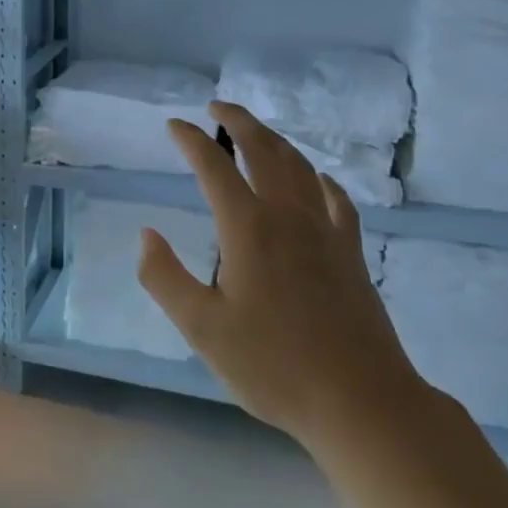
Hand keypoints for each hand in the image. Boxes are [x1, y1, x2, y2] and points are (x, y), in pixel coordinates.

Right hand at [136, 101, 423, 459]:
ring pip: (300, 167)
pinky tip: (316, 180)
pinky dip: (319, 179)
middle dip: (239, 121)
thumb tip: (146, 235)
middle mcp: (288, 216)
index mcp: (248, 228)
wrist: (361, 400)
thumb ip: (164, 278)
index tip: (173, 125)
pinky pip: (335, 199)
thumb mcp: (201, 328)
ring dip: (275, 141)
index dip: (190, 141)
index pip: (213, 167)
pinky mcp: (351, 252)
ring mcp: (326, 232)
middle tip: (217, 106)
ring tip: (256, 132)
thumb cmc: (273, 366)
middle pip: (264, 151)